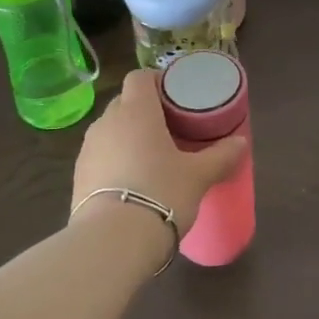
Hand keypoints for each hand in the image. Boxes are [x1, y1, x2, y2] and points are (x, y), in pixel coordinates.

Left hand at [73, 68, 248, 230]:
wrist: (113, 241)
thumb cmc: (161, 193)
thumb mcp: (199, 175)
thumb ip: (221, 156)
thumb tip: (241, 143)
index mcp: (136, 111)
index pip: (139, 77)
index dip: (156, 81)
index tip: (174, 96)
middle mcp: (107, 122)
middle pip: (124, 103)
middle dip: (144, 111)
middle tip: (170, 128)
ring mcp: (88, 149)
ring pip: (110, 130)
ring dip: (128, 137)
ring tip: (151, 157)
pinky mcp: (78, 176)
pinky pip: (100, 156)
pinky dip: (115, 160)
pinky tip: (132, 182)